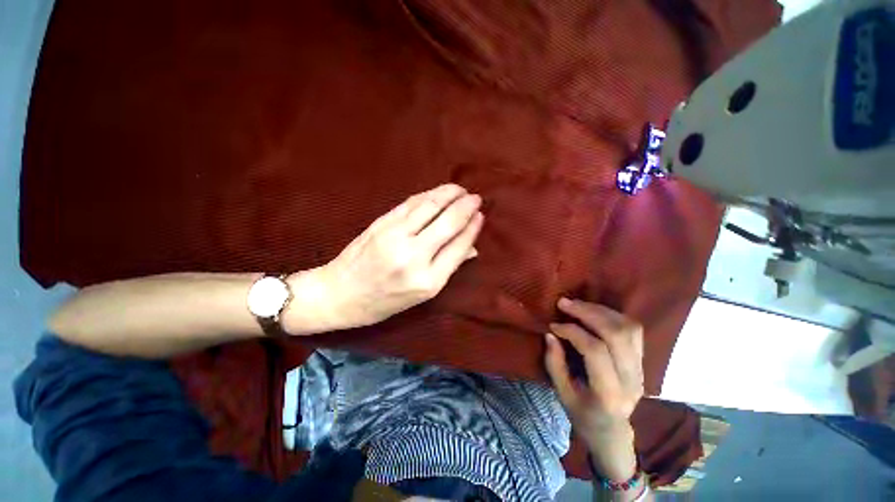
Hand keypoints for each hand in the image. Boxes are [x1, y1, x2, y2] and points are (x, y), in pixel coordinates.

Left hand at [285, 184, 483, 333]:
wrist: (338, 294)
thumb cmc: (384, 302)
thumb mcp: (421, 295)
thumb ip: (448, 267)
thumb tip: (472, 247)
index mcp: (428, 281)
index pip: (459, 246)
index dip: (473, 227)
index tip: (481, 216)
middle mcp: (414, 256)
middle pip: (448, 222)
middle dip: (466, 206)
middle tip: (476, 198)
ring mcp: (395, 236)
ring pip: (430, 206)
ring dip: (448, 193)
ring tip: (460, 189)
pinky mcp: (381, 224)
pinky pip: (411, 204)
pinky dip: (428, 195)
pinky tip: (437, 192)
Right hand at [545, 298, 644, 481]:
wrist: (613, 431)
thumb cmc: (583, 415)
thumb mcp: (563, 394)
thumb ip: (555, 364)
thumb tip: (550, 334)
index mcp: (609, 393)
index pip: (595, 351)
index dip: (573, 332)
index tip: (554, 325)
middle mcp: (631, 379)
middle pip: (616, 334)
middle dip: (588, 312)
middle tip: (564, 303)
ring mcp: (641, 369)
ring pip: (629, 328)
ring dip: (601, 310)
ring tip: (578, 304)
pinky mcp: (642, 361)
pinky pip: (633, 330)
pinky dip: (613, 315)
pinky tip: (594, 311)